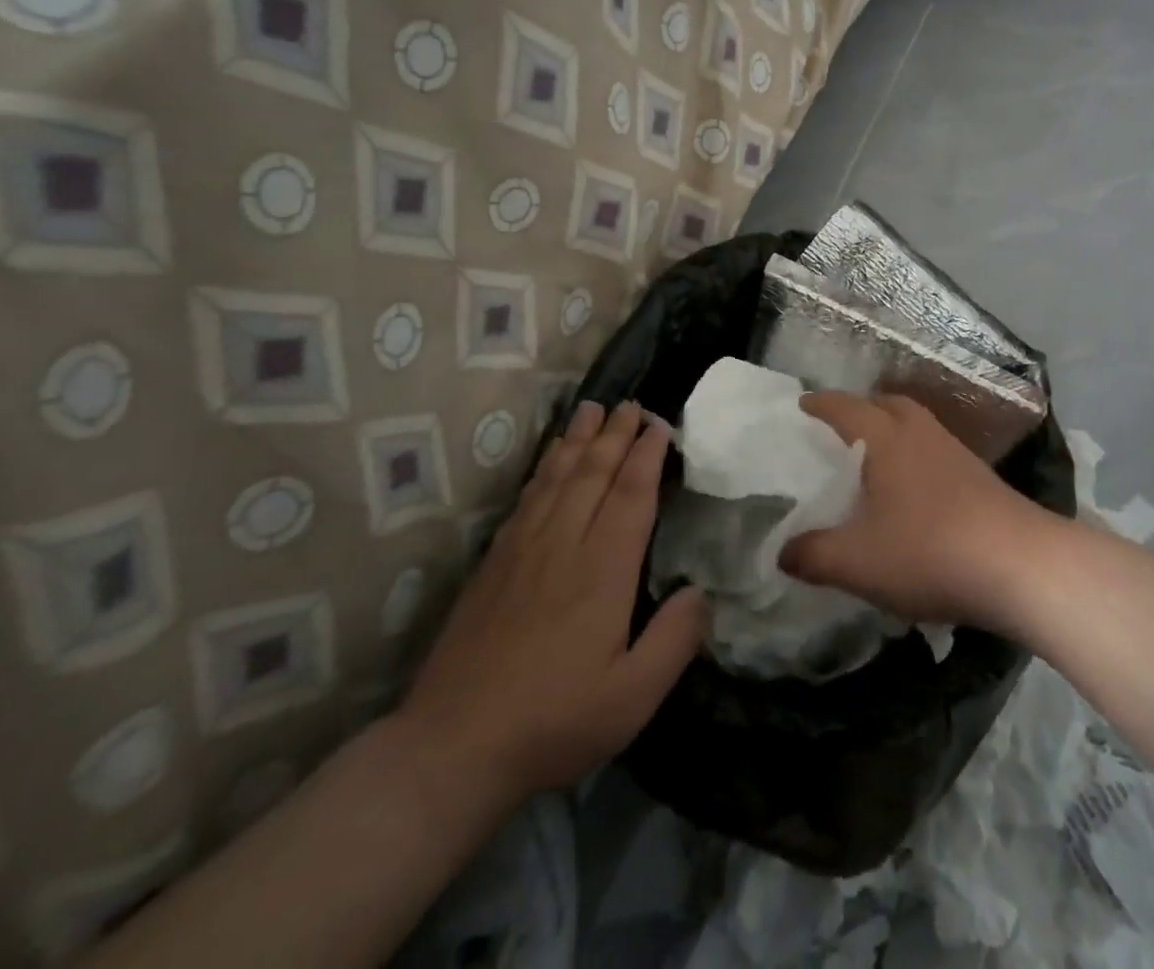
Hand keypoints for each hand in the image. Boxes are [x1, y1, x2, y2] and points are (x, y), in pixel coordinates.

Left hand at [392, 402, 707, 816]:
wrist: (452, 748)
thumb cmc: (553, 721)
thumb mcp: (632, 697)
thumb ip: (675, 640)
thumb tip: (701, 591)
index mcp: (602, 570)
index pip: (630, 494)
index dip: (646, 456)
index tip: (661, 426)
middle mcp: (563, 544)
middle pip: (593, 473)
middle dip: (615, 434)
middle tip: (631, 404)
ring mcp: (522, 550)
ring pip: (557, 477)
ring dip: (578, 439)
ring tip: (591, 408)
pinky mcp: (494, 563)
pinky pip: (526, 497)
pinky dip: (545, 468)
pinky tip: (550, 460)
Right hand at [781, 393, 1063, 634]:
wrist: (1020, 565)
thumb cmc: (929, 552)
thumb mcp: (857, 562)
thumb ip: (813, 555)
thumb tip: (782, 552)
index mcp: (886, 438)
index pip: (844, 408)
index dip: (820, 405)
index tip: (801, 405)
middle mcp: (920, 433)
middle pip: (887, 404)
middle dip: (860, 410)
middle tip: (837, 430)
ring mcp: (955, 451)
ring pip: (915, 425)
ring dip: (892, 431)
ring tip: (872, 459)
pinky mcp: (979, 475)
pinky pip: (935, 450)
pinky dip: (915, 456)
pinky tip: (912, 490)